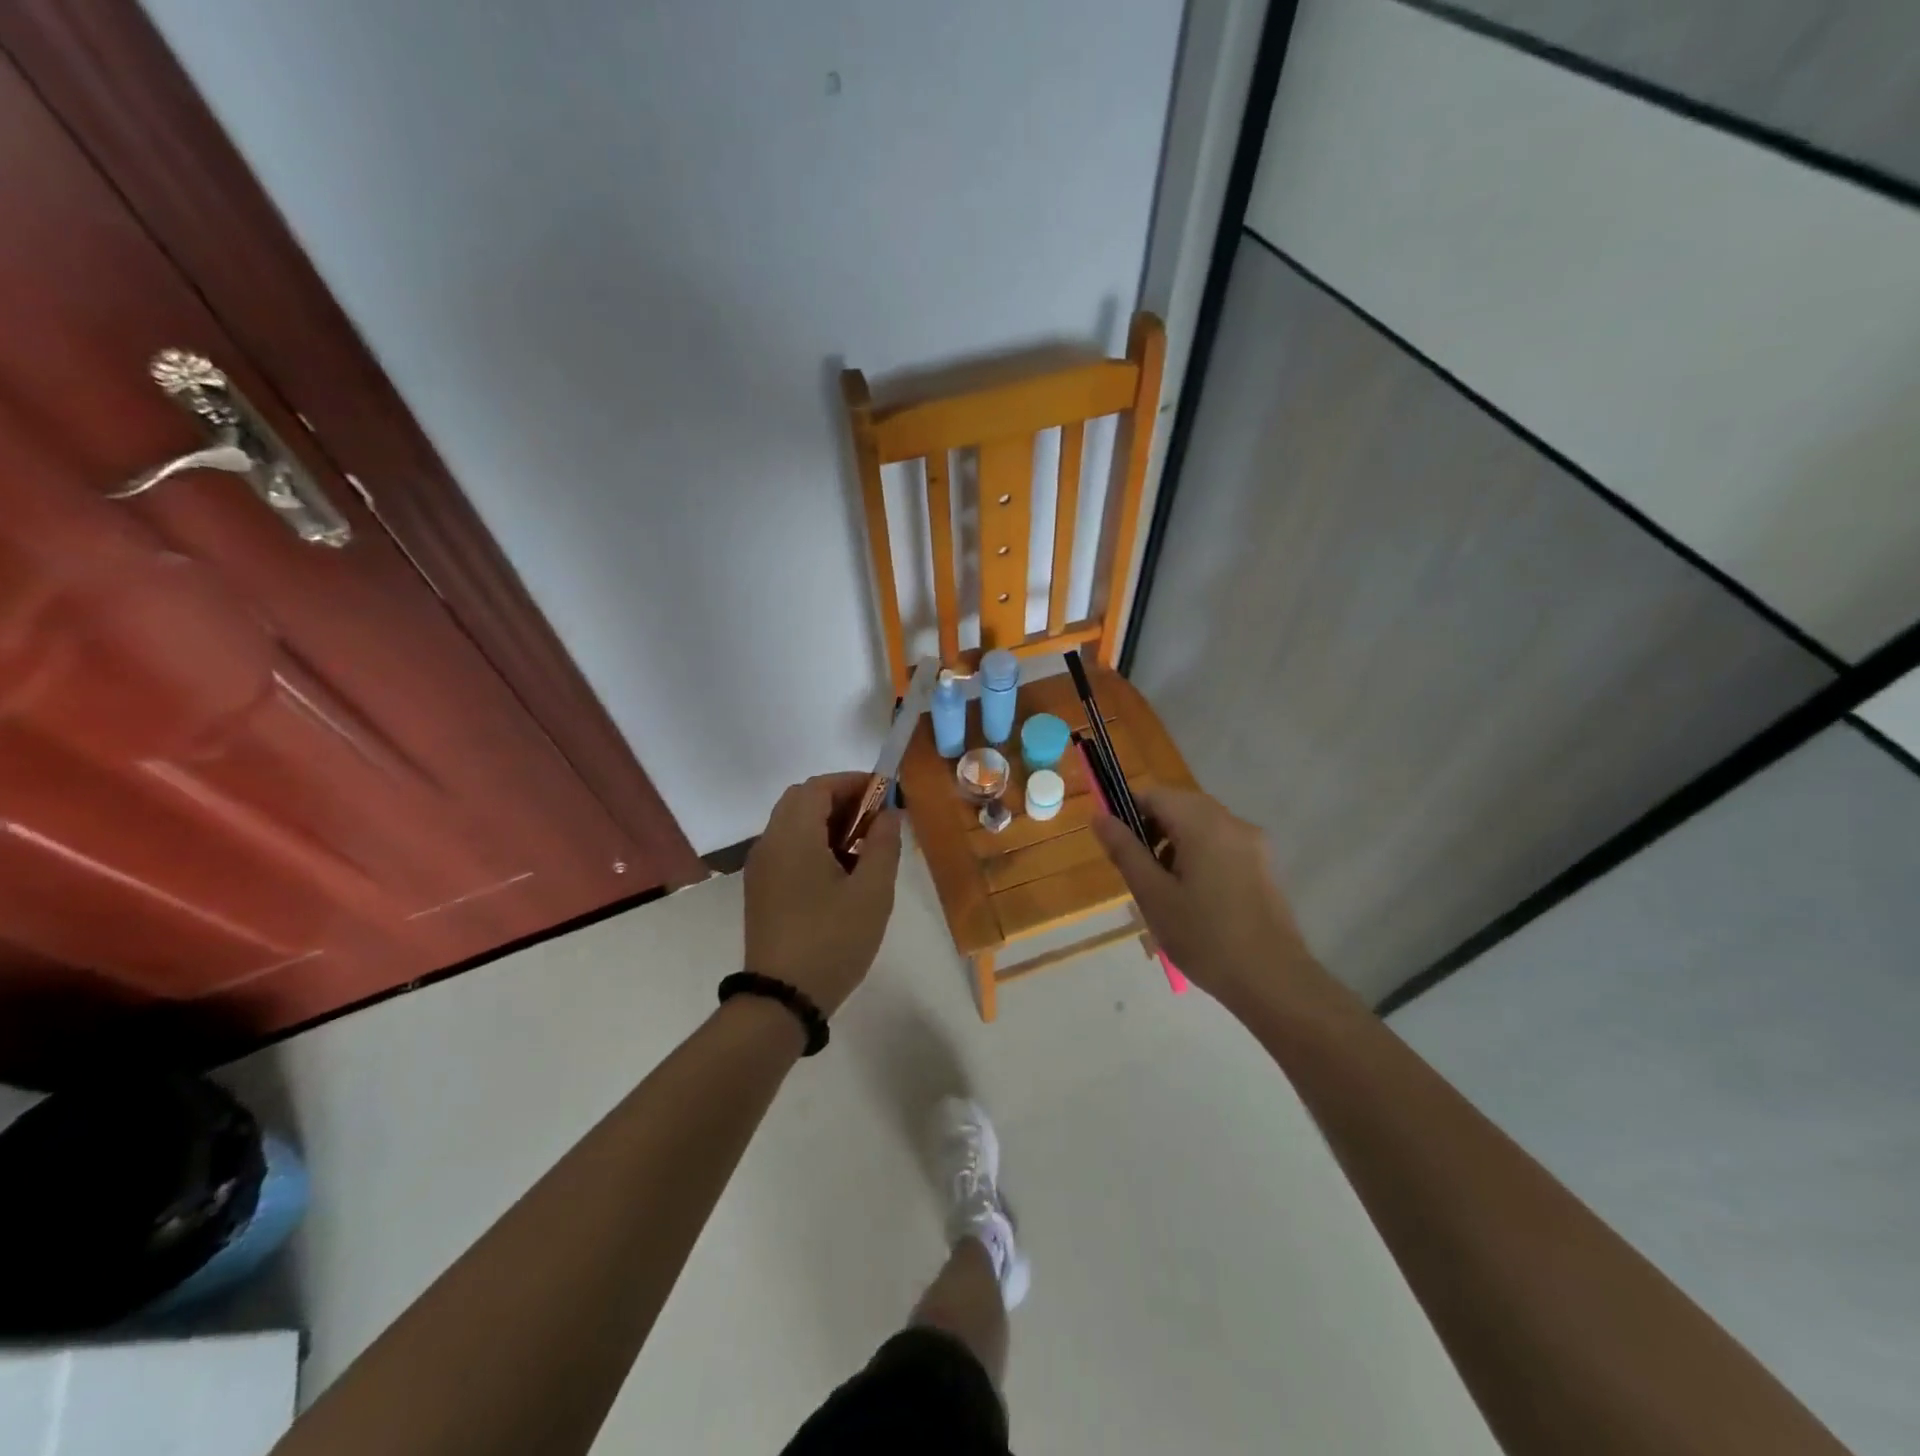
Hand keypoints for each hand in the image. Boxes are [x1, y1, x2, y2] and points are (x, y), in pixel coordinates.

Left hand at [743, 772, 903, 1015]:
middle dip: (841, 800)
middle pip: (802, 800)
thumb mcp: (872, 892)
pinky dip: (813, 843)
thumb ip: (884, 845)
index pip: (819, 787)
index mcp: (793, 836)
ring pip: (792, 824)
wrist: (782, 999)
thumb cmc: (833, 940)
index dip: (854, 782)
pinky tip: (841, 871)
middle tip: (876, 819)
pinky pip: (787, 848)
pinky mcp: (761, 889)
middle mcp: (769, 843)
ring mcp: (760, 868)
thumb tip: (889, 814)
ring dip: (827, 822)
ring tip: (864, 846)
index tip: (886, 795)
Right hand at [1091, 786, 1318, 1007]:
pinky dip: (1200, 856)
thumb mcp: (1153, 895)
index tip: (1119, 848)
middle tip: (1140, 874)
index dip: (1128, 813)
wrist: (1273, 980)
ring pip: (1201, 826)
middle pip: (1180, 807)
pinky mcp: (1264, 865)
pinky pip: (1221, 844)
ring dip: (1175, 844)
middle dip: (1153, 831)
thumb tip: (1099, 815)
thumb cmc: (1204, 937)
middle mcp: (1233, 822)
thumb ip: (1125, 850)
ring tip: (1165, 890)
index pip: (1155, 795)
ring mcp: (1254, 843)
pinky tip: (1195, 898)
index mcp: (1204, 824)